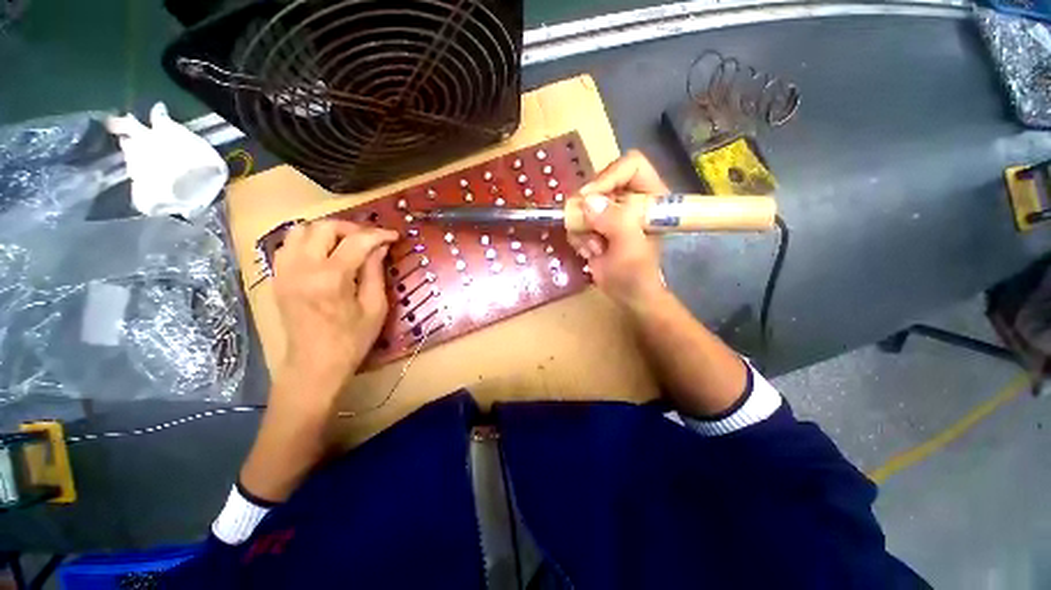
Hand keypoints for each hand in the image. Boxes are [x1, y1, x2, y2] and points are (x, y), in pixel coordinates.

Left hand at [271, 219, 398, 411]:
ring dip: (327, 230)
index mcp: (331, 278)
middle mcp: (303, 268)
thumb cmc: (352, 340)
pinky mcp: (277, 277)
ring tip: (346, 242)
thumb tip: (380, 247)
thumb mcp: (375, 307)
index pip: (356, 241)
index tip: (393, 236)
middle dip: (351, 228)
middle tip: (370, 238)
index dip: (378, 234)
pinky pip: (288, 245)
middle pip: (323, 227)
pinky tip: (324, 252)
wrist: (314, 364)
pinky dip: (308, 240)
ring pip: (300, 230)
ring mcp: (285, 271)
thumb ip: (375, 272)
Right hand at [568, 150, 669, 310]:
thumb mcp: (630, 248)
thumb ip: (615, 222)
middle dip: (588, 209)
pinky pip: (576, 220)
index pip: (630, 166)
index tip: (589, 199)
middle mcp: (630, 199)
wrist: (627, 296)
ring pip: (583, 204)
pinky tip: (589, 252)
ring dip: (582, 228)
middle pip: (600, 182)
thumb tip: (587, 201)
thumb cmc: (637, 274)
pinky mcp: (596, 225)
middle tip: (586, 228)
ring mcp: (611, 212)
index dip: (608, 177)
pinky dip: (578, 237)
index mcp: (651, 196)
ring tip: (594, 248)